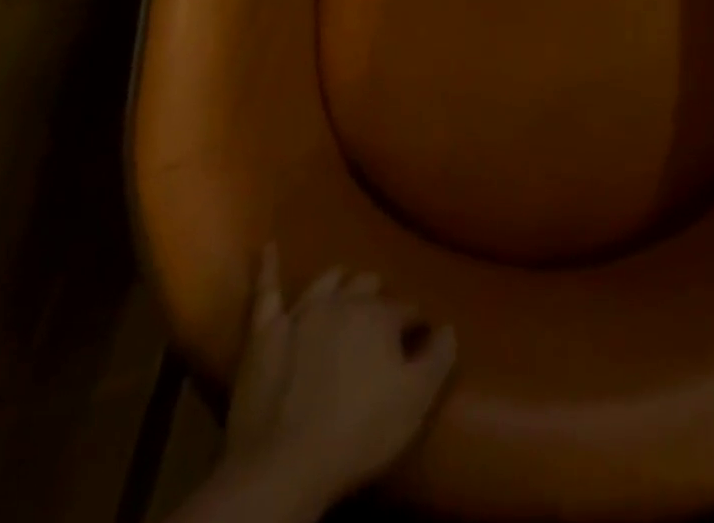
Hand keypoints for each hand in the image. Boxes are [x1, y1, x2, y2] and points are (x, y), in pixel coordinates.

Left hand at [222, 244, 456, 508]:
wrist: (283, 464)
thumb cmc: (358, 431)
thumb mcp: (416, 400)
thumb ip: (440, 357)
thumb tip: (450, 326)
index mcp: (380, 316)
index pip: (406, 309)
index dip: (414, 323)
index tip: (418, 336)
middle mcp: (343, 302)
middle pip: (366, 287)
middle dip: (377, 295)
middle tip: (381, 314)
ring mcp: (301, 314)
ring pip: (326, 282)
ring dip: (339, 280)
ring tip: (345, 281)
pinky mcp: (264, 333)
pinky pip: (265, 292)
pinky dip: (268, 268)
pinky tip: (268, 248)